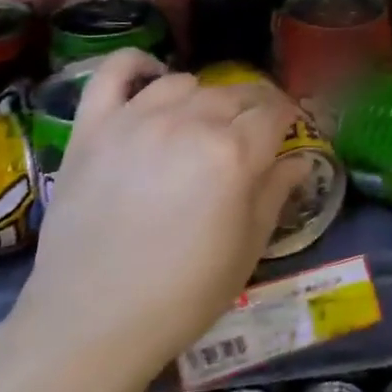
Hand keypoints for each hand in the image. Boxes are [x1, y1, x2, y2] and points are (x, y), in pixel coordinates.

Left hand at [17, 50, 302, 378]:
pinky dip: (136, 66)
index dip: (289, 118)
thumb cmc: (182, 295)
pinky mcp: (93, 127)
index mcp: (233, 153)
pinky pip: (114, 73)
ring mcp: (136, 119)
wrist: (90, 325)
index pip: (275, 111)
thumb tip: (302, 159)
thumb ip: (276, 192)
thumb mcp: (247, 249)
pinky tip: (150, 76)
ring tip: (202, 122)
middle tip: (252, 133)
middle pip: (235, 92)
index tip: (290, 130)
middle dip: (254, 107)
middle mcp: (189, 122)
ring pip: (184, 82)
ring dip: (203, 97)